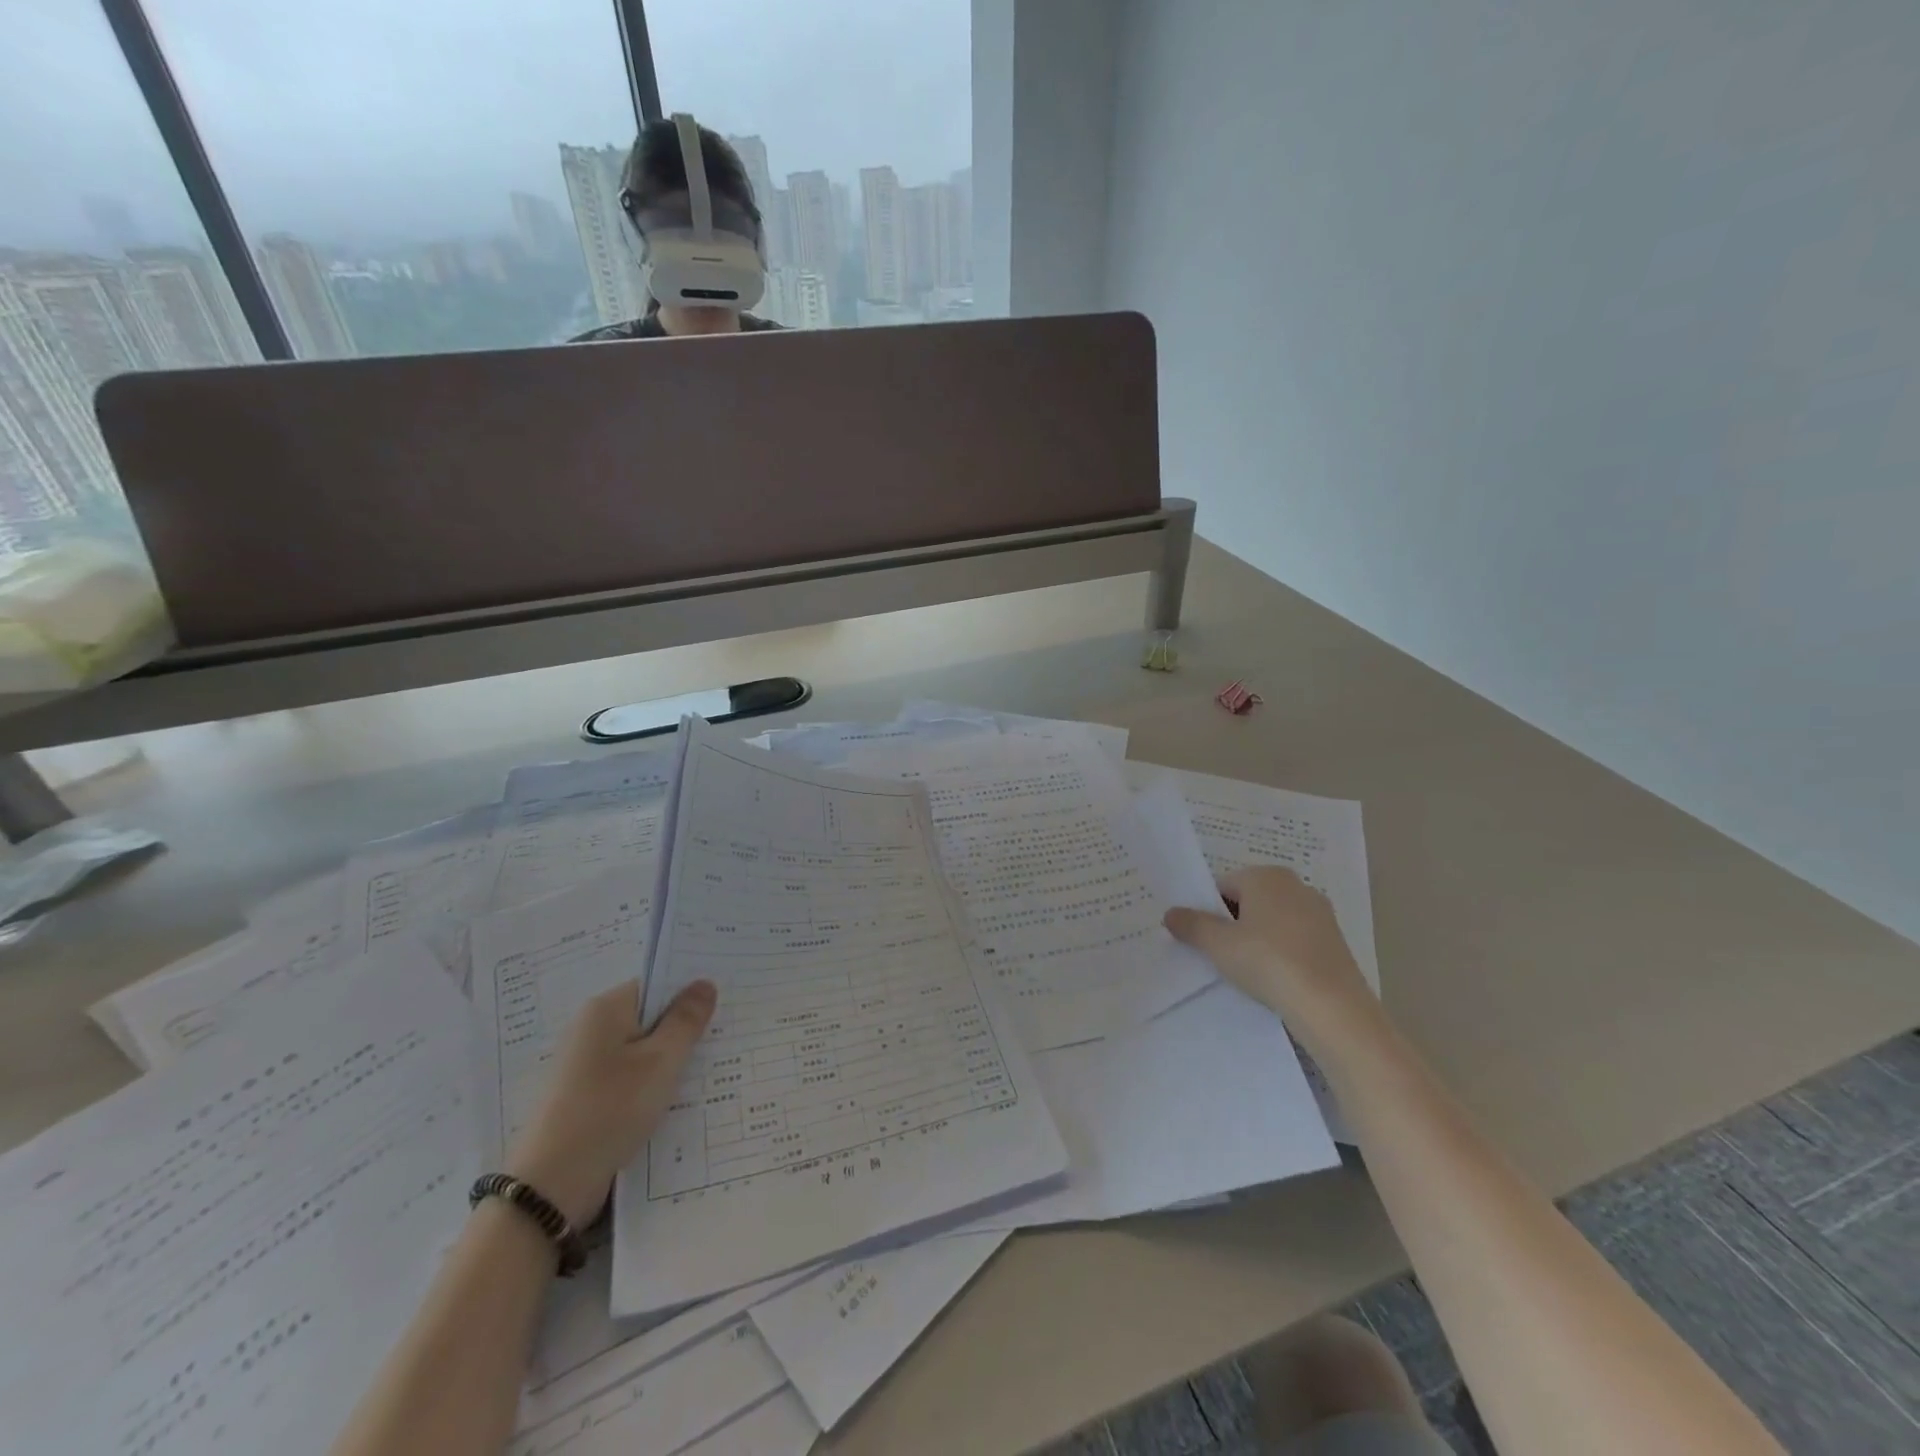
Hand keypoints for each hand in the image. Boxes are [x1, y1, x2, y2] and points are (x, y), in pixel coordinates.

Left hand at [504, 979, 716, 1228]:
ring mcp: (583, 1065)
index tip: (722, 1008)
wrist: (550, 1186)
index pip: (656, 984)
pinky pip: (627, 1077)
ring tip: (705, 1073)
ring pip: (640, 1051)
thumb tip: (704, 983)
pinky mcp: (582, 1097)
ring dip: (668, 1061)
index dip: (689, 993)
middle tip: (722, 1040)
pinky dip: (649, 1085)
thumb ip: (686, 1020)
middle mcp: (590, 1029)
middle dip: (682, 1029)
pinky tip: (672, 1102)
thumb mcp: (662, 1061)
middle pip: (649, 1017)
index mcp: (605, 1009)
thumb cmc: (610, 1109)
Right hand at [1164, 866, 1383, 1054]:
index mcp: (1266, 876)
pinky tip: (1275, 979)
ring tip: (1247, 971)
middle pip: (1248, 901)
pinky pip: (1294, 940)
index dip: (1207, 912)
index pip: (1223, 886)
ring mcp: (1320, 913)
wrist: (1332, 1008)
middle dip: (1232, 924)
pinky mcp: (1334, 941)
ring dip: (1256, 940)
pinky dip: (1280, 953)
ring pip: (1272, 921)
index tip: (1202, 939)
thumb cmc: (1268, 962)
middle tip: (1219, 955)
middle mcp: (1296, 885)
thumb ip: (1191, 925)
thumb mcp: (1218, 945)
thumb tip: (1171, 913)